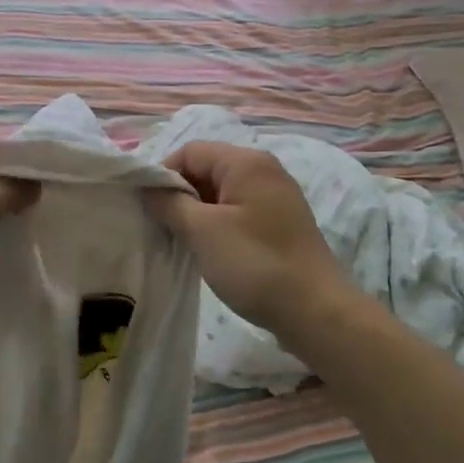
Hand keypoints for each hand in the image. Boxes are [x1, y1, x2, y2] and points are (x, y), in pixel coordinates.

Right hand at [144, 142, 356, 343]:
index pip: (190, 152)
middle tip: (162, 228)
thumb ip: (170, 204)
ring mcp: (275, 198)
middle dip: (180, 195)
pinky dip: (217, 225)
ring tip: (182, 242)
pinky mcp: (279, 223)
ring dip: (197, 213)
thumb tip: (149, 189)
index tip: (148, 208)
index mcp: (246, 162)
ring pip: (221, 193)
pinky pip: (238, 212)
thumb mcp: (203, 232)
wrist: (315, 311)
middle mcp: (264, 171)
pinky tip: (209, 251)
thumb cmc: (255, 264)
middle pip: (207, 169)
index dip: (164, 175)